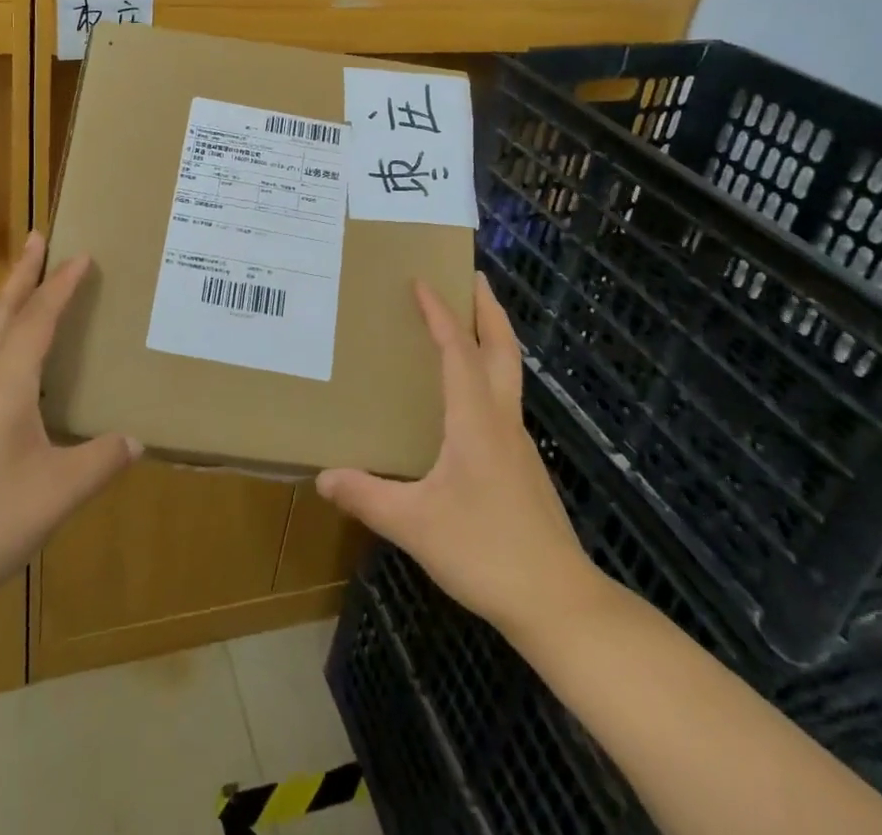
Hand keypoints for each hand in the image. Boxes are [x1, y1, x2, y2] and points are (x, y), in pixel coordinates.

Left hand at [0, 234, 139, 613]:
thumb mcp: (60, 490)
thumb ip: (102, 459)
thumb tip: (135, 441)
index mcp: (6, 381)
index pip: (39, 317)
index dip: (62, 284)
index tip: (82, 253)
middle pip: (3, 312)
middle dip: (22, 273)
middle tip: (37, 237)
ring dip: (10, 307)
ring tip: (30, 293)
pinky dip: (3, 343)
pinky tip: (15, 372)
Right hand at [316, 274, 603, 640]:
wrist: (559, 604)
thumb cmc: (486, 551)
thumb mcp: (415, 525)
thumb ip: (367, 497)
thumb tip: (323, 477)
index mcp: (475, 420)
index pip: (458, 350)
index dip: (440, 313)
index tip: (422, 281)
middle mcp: (501, 420)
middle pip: (503, 349)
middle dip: (489, 309)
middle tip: (474, 277)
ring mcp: (518, 444)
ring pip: (509, 373)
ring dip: (492, 338)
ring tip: (469, 323)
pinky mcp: (523, 466)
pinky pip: (503, 400)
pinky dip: (489, 374)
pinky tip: (468, 397)